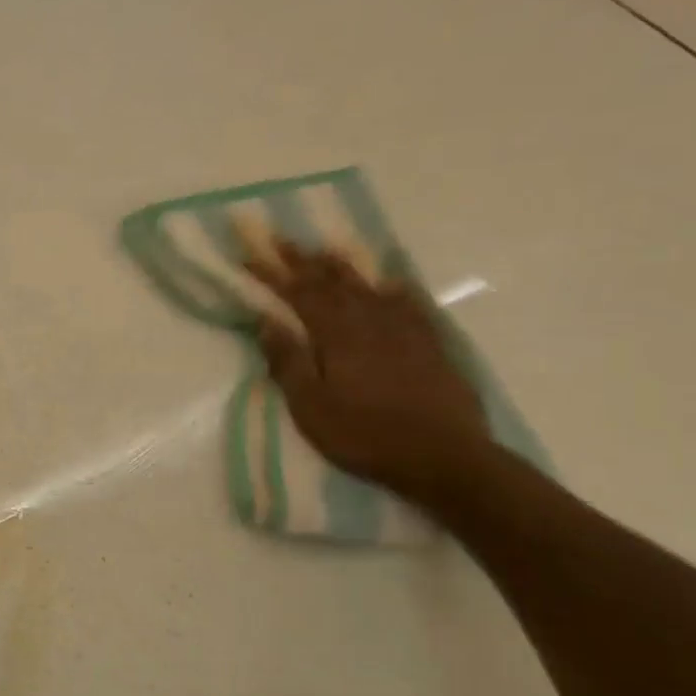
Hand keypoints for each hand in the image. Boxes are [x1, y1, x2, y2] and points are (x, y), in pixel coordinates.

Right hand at [247, 239, 490, 500]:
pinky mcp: (431, 346)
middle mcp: (370, 322)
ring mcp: (405, 331)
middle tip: (282, 239)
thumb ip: (288, 361)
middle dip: (303, 260)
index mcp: (336, 335)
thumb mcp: (311, 406)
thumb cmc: (364, 435)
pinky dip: (397, 289)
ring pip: (369, 288)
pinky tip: (392, 282)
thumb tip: (266, 320)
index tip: (251, 254)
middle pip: (332, 283)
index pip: (299, 294)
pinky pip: (412, 305)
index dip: (273, 273)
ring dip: (344, 268)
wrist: (444, 457)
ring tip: (327, 250)